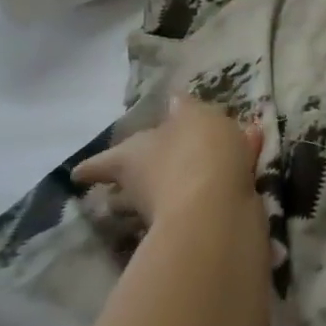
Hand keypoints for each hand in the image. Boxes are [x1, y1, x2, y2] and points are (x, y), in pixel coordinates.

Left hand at [72, 95, 263, 228]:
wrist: (217, 210)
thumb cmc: (195, 153)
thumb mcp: (195, 117)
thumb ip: (186, 108)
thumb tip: (173, 101)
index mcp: (130, 157)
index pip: (100, 164)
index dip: (91, 167)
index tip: (78, 175)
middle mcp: (141, 187)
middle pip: (126, 189)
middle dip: (130, 185)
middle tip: (136, 177)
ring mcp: (168, 211)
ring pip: (167, 193)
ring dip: (181, 182)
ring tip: (207, 164)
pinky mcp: (199, 224)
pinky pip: (206, 196)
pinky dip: (220, 183)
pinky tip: (247, 165)